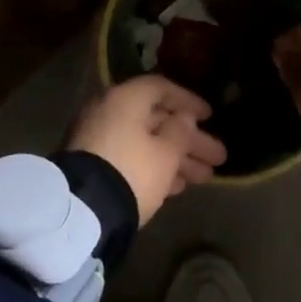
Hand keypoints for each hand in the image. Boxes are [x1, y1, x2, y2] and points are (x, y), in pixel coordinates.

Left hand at [66, 76, 227, 225]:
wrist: (82, 212)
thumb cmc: (132, 171)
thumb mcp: (166, 153)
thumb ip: (180, 131)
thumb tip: (184, 118)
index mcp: (125, 98)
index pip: (161, 89)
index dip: (188, 101)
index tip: (210, 117)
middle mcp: (109, 111)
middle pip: (156, 120)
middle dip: (189, 140)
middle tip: (218, 157)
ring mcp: (98, 139)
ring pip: (145, 142)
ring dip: (176, 157)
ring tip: (205, 177)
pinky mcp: (93, 165)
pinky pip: (131, 158)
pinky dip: (153, 167)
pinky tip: (177, 187)